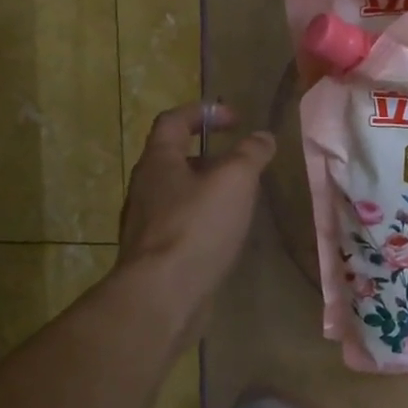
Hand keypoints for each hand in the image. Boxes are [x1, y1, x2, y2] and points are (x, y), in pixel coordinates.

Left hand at [118, 103, 274, 318]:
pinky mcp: (155, 255)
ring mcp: (146, 224)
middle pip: (173, 158)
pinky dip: (203, 220)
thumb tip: (263, 137)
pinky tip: (225, 235)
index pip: (173, 121)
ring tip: (239, 199)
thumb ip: (251, 154)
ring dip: (206, 189)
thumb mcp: (235, 181)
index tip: (235, 119)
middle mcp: (145, 188)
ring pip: (178, 194)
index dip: (203, 112)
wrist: (162, 295)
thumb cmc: (197, 227)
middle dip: (208, 154)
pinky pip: (181, 225)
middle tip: (240, 163)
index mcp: (158, 162)